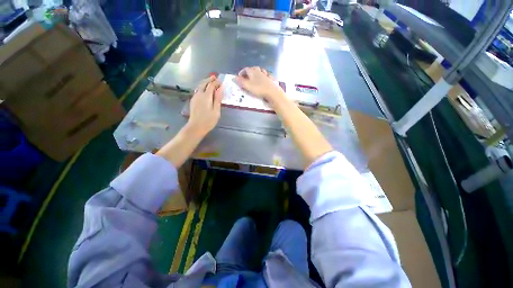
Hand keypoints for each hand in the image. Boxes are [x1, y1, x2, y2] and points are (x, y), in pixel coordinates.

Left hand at [187, 76, 222, 136]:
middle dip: (209, 79)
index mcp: (206, 96)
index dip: (216, 82)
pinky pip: (198, 90)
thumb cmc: (208, 120)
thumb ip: (218, 99)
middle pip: (204, 83)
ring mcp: (195, 97)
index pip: (211, 85)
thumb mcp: (216, 111)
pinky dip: (202, 87)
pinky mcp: (193, 100)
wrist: (196, 127)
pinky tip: (205, 90)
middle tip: (215, 77)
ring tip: (210, 81)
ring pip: (200, 86)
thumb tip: (221, 89)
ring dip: (205, 82)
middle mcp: (199, 94)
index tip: (221, 82)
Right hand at [235, 67, 285, 102]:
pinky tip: (265, 78)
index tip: (239, 77)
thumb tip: (234, 78)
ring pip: (260, 71)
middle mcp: (259, 71)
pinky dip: (265, 76)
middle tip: (246, 77)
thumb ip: (240, 81)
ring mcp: (266, 74)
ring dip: (257, 73)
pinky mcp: (271, 79)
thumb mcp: (247, 86)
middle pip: (253, 69)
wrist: (272, 92)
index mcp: (252, 71)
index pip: (245, 69)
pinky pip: (267, 75)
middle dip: (249, 72)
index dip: (241, 73)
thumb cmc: (258, 89)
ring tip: (255, 78)